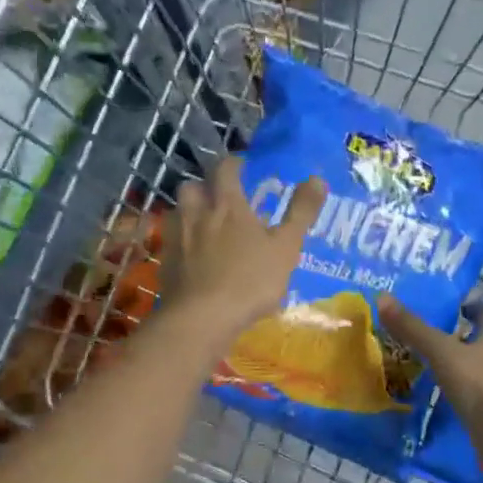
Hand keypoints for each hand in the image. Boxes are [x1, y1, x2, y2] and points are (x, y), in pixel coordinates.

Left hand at [161, 155, 325, 347]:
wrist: (202, 319)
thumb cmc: (250, 280)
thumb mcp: (286, 247)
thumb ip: (301, 212)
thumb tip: (317, 178)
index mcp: (227, 205)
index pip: (225, 168)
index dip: (234, 164)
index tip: (243, 167)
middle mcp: (196, 214)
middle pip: (192, 186)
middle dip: (205, 186)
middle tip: (221, 197)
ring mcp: (176, 239)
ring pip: (178, 212)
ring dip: (190, 212)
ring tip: (206, 225)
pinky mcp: (166, 264)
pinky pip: (172, 242)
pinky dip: (183, 242)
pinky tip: (194, 257)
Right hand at [377, 296, 482, 471]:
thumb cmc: (478, 384)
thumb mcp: (441, 352)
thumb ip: (414, 329)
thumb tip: (383, 298)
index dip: (471, 307)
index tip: (454, 305)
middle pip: (480, 340)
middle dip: (459, 335)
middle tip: (430, 330)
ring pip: (474, 365)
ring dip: (456, 361)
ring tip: (427, 359)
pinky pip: (469, 390)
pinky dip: (455, 386)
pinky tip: (436, 388)